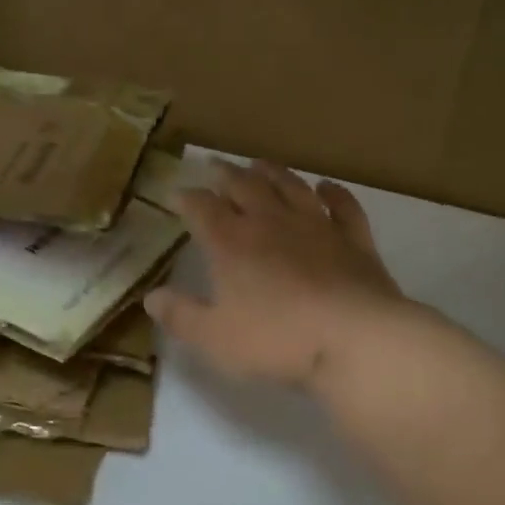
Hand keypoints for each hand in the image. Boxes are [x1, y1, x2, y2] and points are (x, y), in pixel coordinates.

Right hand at [147, 161, 411, 390]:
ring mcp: (316, 226)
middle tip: (214, 165)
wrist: (353, 340)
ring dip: (272, 173)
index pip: (202, 208)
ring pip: (290, 186)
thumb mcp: (215, 338)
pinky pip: (342, 206)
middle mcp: (271, 222)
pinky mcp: (353, 238)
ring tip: (259, 164)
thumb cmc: (276, 340)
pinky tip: (326, 187)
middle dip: (224, 174)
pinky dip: (334, 193)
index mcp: (232, 242)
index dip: (186, 198)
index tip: (176, 193)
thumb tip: (150, 297)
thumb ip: (181, 316)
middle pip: (243, 186)